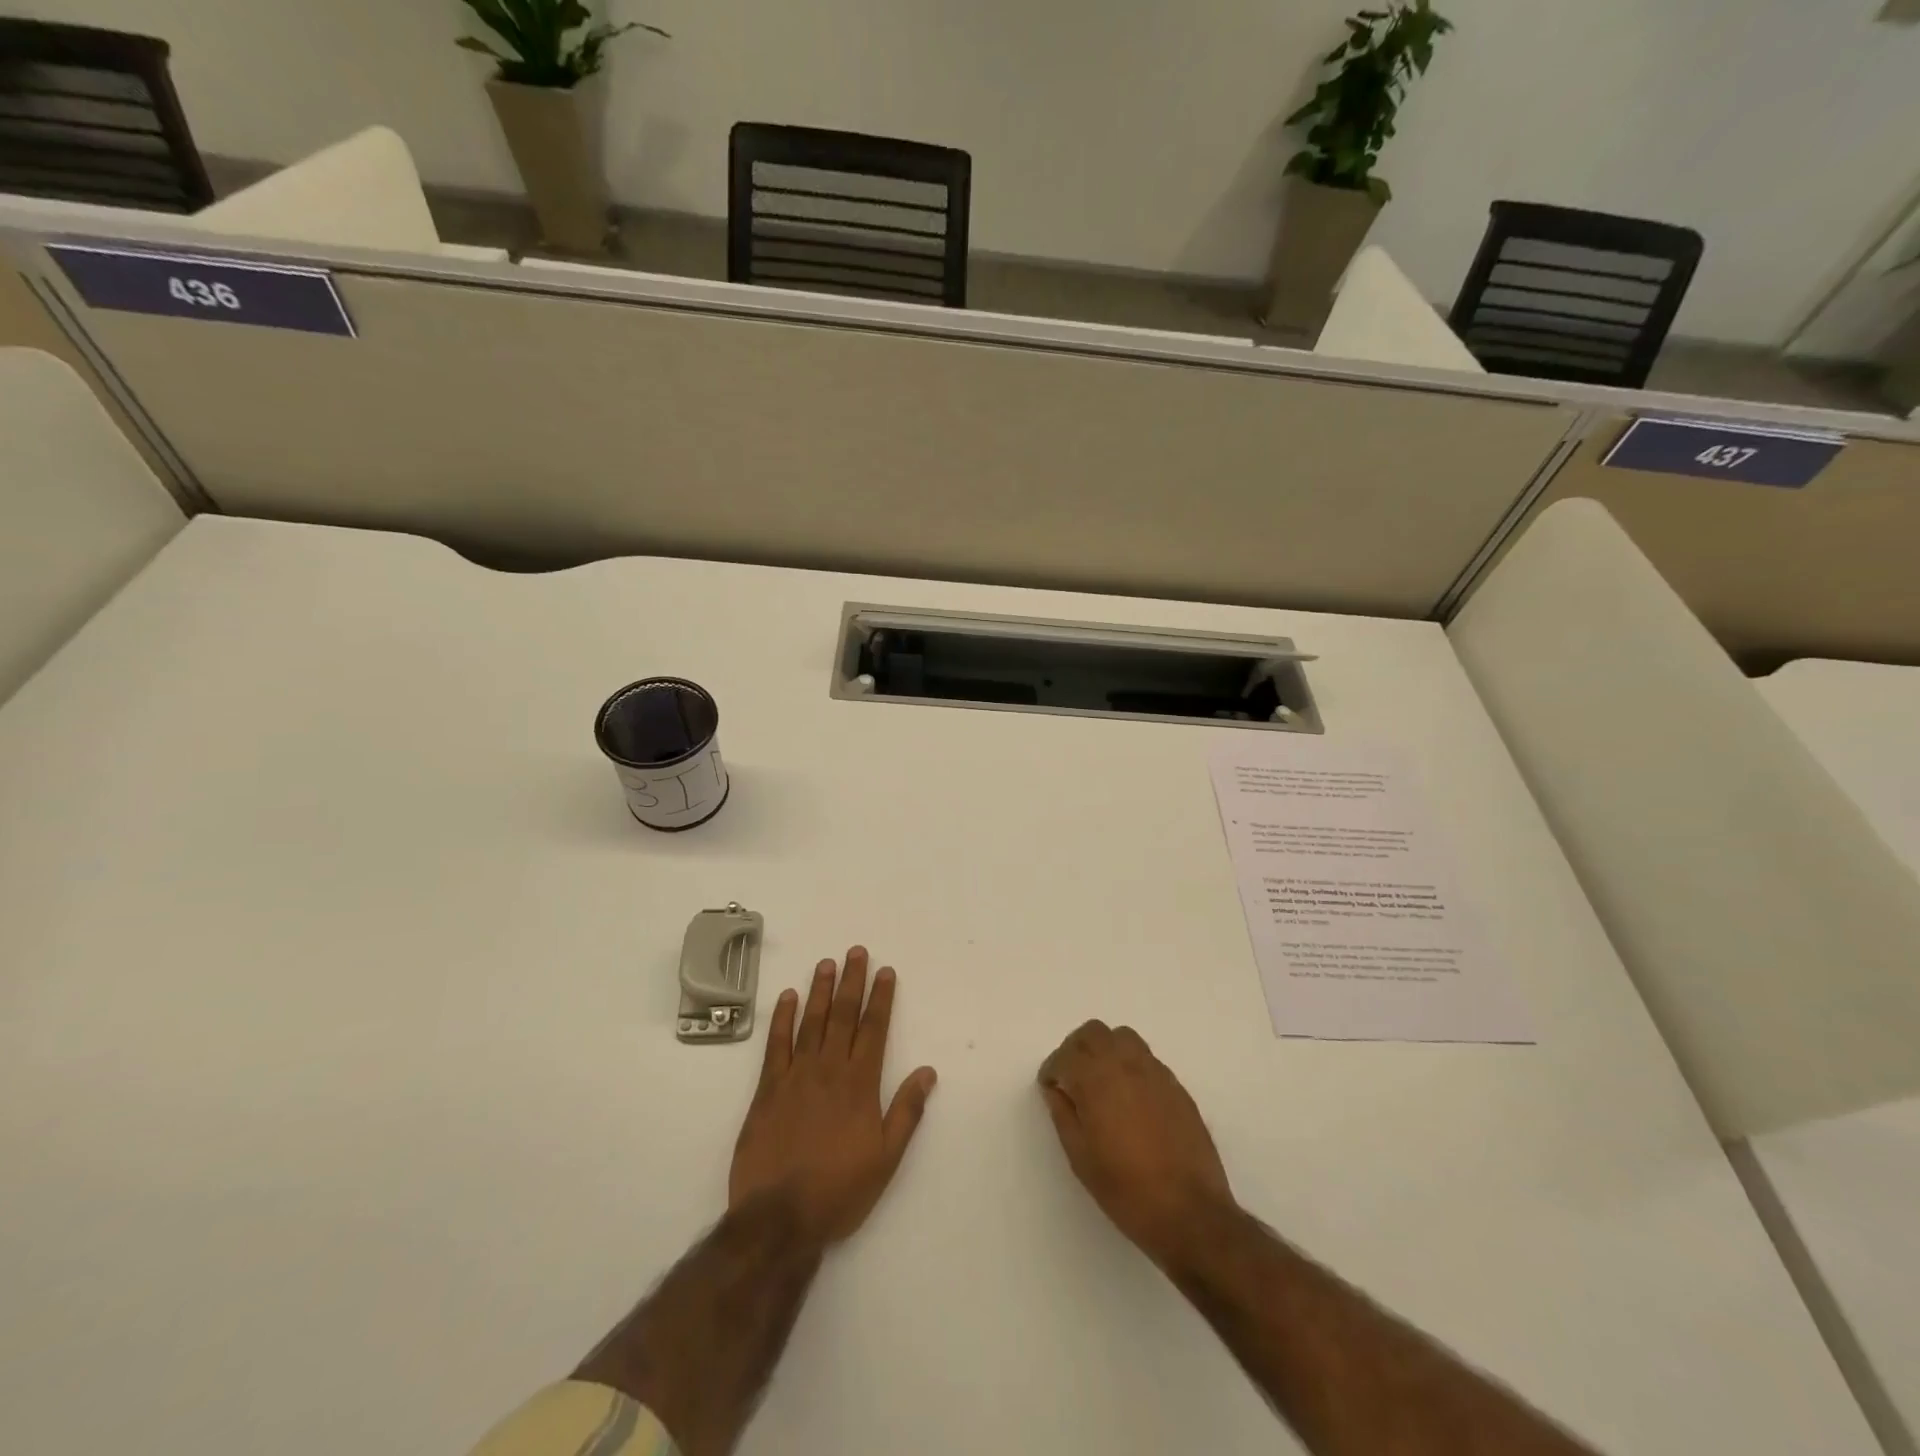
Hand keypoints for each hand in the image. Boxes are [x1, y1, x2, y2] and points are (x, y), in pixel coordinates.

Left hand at [730, 947, 937, 1245]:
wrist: (780, 1217)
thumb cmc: (839, 1190)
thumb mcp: (886, 1158)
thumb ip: (906, 1111)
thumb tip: (927, 1071)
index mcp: (860, 1084)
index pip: (874, 1029)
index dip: (881, 998)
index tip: (885, 971)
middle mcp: (830, 1070)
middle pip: (843, 1015)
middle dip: (852, 981)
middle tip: (855, 951)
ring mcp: (796, 1076)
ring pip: (811, 1022)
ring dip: (820, 990)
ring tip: (826, 963)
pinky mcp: (767, 1089)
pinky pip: (776, 1045)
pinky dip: (782, 1019)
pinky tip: (787, 997)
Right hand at [1038, 1020, 1233, 1264]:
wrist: (1189, 1212)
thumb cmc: (1126, 1189)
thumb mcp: (1080, 1157)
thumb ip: (1064, 1114)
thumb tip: (1056, 1089)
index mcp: (1096, 1080)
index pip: (1066, 1054)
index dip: (1053, 1069)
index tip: (1050, 1087)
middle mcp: (1125, 1065)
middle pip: (1094, 1032)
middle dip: (1076, 1049)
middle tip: (1071, 1077)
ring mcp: (1155, 1072)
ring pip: (1123, 1037)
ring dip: (1106, 1049)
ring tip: (1101, 1081)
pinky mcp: (1176, 1086)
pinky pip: (1146, 1058)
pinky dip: (1130, 1064)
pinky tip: (1130, 1097)